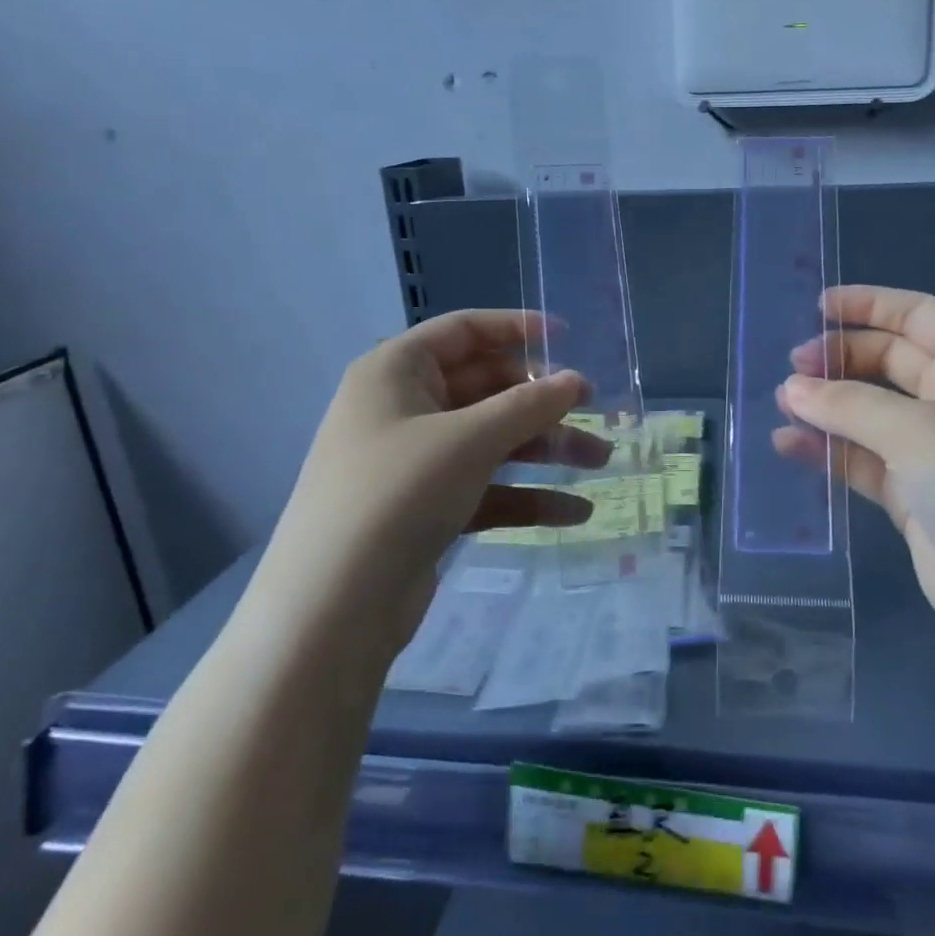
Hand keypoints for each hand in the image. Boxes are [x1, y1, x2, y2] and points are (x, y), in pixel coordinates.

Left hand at [252, 310, 608, 653]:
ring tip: (601, 461)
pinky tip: (574, 512)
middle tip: (596, 411)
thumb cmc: (398, 494)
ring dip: (546, 449)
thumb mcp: (469, 440)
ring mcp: (416, 460)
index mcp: (397, 371)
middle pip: (486, 388)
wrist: (333, 607)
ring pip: (493, 440)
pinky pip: (487, 487)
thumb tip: (577, 381)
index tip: (570, 337)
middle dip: (543, 402)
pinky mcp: (428, 507)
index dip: (517, 328)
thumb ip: (529, 405)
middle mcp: (404, 408)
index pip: (464, 330)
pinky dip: (527, 495)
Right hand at [777, 286, 934, 687]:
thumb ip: (850, 405)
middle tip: (791, 368)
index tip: (816, 308)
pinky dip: (829, 451)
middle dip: (841, 358)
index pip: (919, 316)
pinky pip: (863, 460)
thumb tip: (791, 389)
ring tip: (781, 405)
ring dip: (829, 406)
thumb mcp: (919, 432)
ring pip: (872, 412)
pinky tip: (788, 447)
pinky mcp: (915, 496)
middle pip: (890, 360)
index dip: (870, 305)